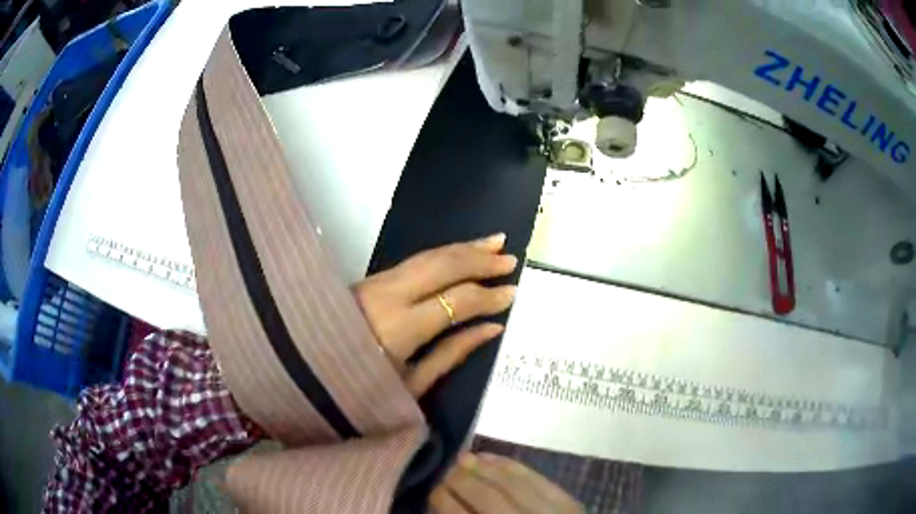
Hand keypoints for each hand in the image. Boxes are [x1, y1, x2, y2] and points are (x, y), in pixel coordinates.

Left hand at [354, 234, 518, 396]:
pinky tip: (459, 252)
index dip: (488, 296)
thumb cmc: (362, 390)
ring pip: (429, 255)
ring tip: (495, 244)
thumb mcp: (412, 384)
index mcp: (401, 327)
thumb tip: (492, 328)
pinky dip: (443, 253)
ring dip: (464, 248)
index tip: (513, 293)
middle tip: (510, 259)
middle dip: (480, 260)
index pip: (456, 300)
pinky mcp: (371, 277)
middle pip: (443, 266)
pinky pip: (416, 259)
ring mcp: (377, 281)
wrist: (313, 369)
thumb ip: (453, 353)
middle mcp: (389, 294)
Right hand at [430, 453, 584, 513]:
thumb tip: (444, 508)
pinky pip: (537, 478)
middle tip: (444, 471)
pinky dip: (513, 466)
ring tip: (463, 458)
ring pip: (512, 484)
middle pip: (487, 498)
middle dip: (460, 481)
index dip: (445, 502)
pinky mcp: (568, 503)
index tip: (432, 490)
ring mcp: (550, 513)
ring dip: (484, 469)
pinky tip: (494, 458)